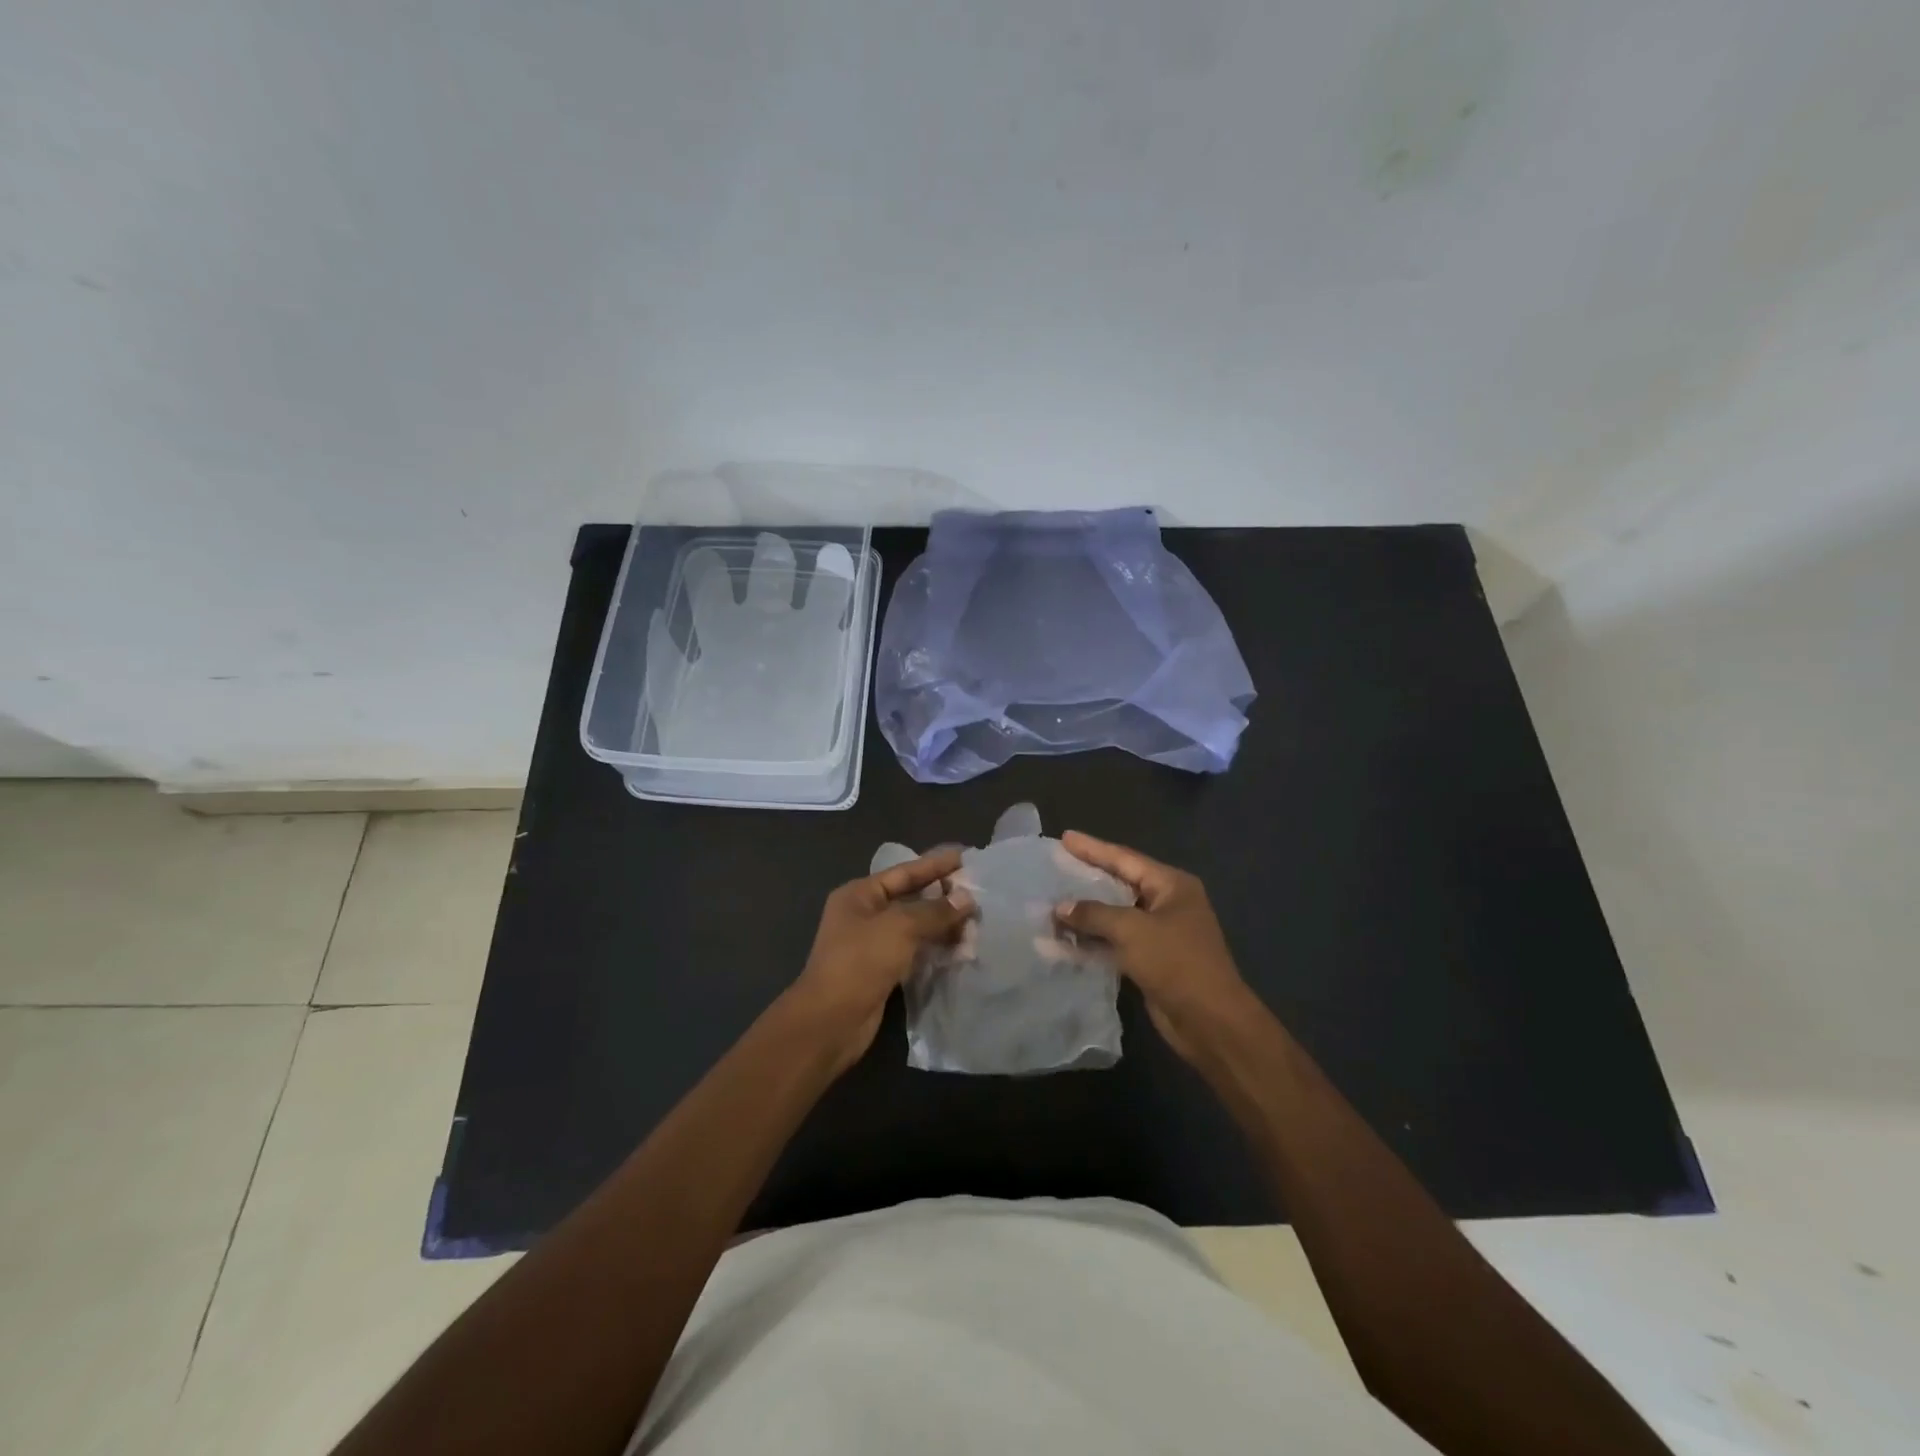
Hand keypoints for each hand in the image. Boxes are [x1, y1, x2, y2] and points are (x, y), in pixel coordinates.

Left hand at [789, 847, 972, 1073]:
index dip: (934, 864)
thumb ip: (935, 911)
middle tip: (978, 891)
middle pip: (910, 898)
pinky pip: (914, 951)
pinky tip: (960, 948)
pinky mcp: (882, 970)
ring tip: (975, 922)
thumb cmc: (860, 962)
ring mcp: (872, 944)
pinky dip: (935, 948)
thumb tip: (966, 898)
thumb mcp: (900, 927)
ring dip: (943, 924)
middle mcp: (864, 915)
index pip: (904, 872)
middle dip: (942, 896)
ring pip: (915, 926)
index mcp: (859, 895)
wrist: (830, 1021)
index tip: (964, 856)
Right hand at [1054, 832, 1254, 1064]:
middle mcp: (1167, 904)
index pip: (1125, 858)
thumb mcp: (1132, 930)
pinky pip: (1115, 942)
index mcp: (1171, 885)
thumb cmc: (1176, 962)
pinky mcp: (1151, 960)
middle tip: (1055, 867)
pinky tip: (1064, 940)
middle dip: (1087, 879)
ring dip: (1086, 914)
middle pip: (1120, 884)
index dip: (1093, 848)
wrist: (1210, 1021)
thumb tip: (1060, 907)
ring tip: (1052, 904)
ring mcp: (1160, 933)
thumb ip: (1094, 914)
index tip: (1065, 838)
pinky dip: (1092, 940)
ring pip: (1115, 915)